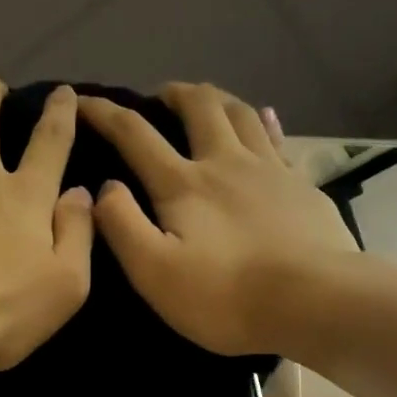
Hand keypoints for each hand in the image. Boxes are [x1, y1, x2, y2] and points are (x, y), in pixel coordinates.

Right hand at [80, 83, 357, 357]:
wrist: (314, 302)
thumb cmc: (225, 297)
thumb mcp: (154, 272)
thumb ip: (122, 226)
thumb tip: (104, 187)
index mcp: (184, 184)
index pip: (135, 135)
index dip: (104, 113)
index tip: (82, 100)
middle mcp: (226, 162)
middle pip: (199, 107)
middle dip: (172, 94)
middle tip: (157, 97)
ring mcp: (270, 170)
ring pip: (241, 113)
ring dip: (216, 99)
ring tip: (205, 102)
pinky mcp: (301, 185)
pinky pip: (277, 138)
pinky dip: (263, 122)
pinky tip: (264, 119)